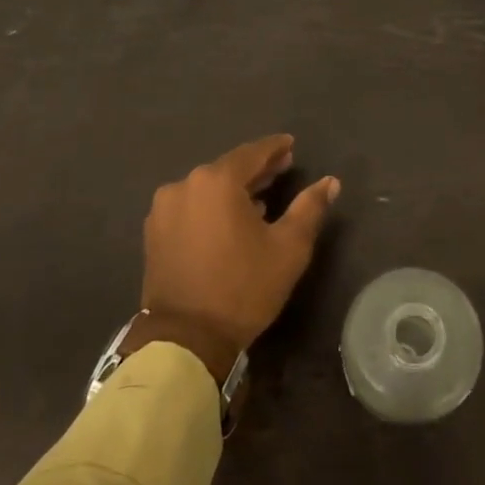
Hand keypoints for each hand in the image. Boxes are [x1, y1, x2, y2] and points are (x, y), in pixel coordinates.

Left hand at [140, 135, 340, 353]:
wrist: (185, 340)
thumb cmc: (243, 288)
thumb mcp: (289, 248)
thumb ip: (310, 208)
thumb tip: (330, 181)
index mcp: (216, 181)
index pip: (252, 153)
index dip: (275, 148)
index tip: (291, 145)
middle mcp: (185, 185)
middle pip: (227, 169)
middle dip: (256, 169)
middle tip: (282, 168)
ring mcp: (164, 209)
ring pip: (207, 188)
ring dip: (233, 189)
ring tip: (259, 199)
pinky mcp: (154, 232)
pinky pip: (190, 207)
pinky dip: (211, 207)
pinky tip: (228, 221)